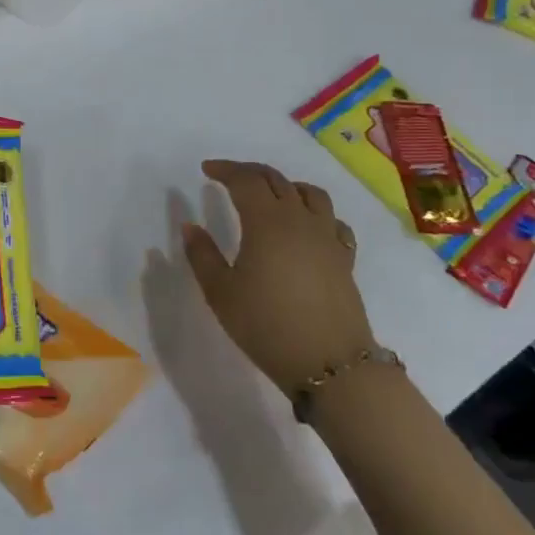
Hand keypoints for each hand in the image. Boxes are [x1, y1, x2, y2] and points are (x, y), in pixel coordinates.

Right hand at [182, 159, 375, 394]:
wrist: (330, 364)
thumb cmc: (266, 325)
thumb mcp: (221, 293)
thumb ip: (202, 254)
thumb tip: (190, 225)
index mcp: (266, 221)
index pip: (245, 180)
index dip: (225, 170)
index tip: (206, 170)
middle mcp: (299, 219)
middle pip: (276, 180)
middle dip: (250, 172)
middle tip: (229, 177)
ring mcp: (327, 237)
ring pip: (310, 193)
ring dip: (286, 185)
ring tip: (271, 195)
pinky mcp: (344, 258)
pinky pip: (332, 220)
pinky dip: (315, 212)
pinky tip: (307, 226)